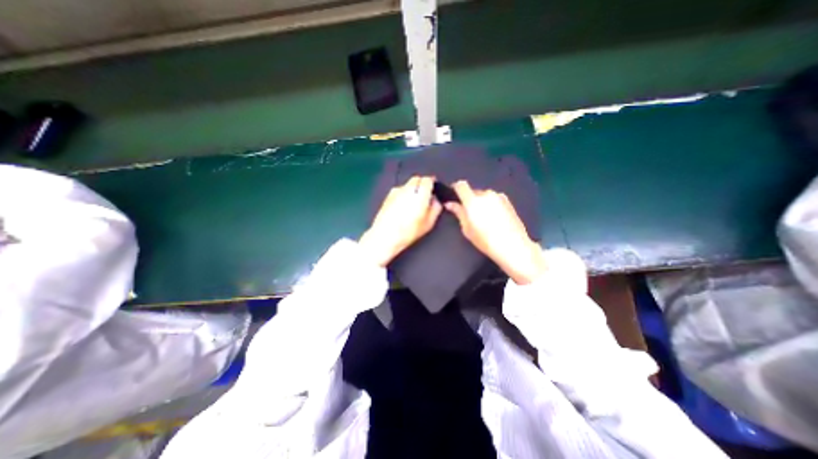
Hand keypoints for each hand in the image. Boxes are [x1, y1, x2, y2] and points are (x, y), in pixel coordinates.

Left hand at [361, 175, 444, 268]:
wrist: (385, 235)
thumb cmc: (408, 231)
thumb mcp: (428, 223)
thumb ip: (435, 208)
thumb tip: (436, 200)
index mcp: (420, 194)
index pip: (428, 180)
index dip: (432, 182)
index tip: (434, 187)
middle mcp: (407, 189)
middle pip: (416, 179)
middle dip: (422, 184)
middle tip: (425, 194)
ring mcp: (396, 191)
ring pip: (407, 184)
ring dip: (412, 188)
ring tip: (413, 202)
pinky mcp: (388, 196)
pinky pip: (399, 190)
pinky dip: (403, 193)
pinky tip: (403, 205)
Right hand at [445, 180, 545, 284]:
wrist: (513, 246)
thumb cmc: (486, 240)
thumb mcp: (467, 229)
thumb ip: (459, 213)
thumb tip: (450, 204)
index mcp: (473, 201)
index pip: (461, 185)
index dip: (455, 188)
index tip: (453, 196)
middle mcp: (486, 194)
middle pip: (473, 191)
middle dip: (469, 199)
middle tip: (469, 214)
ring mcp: (498, 196)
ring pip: (484, 195)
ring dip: (481, 202)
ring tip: (483, 218)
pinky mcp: (508, 201)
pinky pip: (494, 199)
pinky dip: (490, 204)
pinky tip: (494, 218)